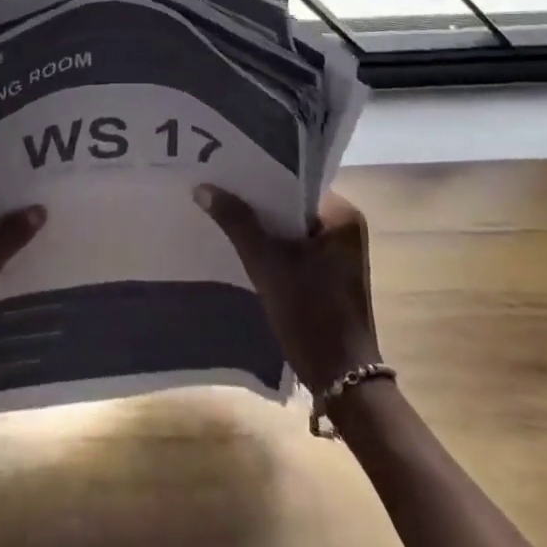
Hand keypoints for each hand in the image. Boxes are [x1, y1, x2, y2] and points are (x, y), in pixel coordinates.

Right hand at [194, 186, 380, 392]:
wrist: (341, 379)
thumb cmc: (311, 313)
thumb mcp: (267, 264)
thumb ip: (236, 221)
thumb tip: (201, 187)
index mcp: (341, 214)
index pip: (294, 180)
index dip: (259, 174)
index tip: (225, 167)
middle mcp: (344, 226)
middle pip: (290, 203)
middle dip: (255, 199)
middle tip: (215, 186)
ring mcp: (338, 252)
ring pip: (289, 226)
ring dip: (260, 224)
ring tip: (220, 209)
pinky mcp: (328, 274)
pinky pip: (293, 246)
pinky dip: (269, 245)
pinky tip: (239, 243)